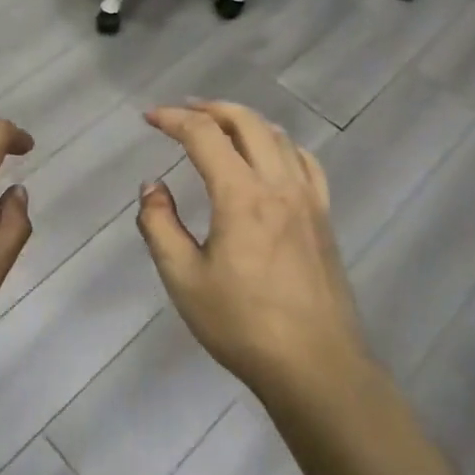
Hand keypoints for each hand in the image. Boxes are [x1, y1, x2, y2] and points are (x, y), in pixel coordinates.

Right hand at [137, 101, 368, 401]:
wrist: (315, 366)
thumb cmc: (242, 324)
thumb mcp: (183, 279)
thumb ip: (160, 225)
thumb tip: (153, 187)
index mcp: (241, 196)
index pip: (205, 135)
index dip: (174, 119)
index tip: (150, 118)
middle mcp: (278, 184)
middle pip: (247, 122)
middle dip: (210, 108)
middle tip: (183, 112)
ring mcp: (308, 199)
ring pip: (278, 136)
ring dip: (245, 121)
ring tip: (220, 126)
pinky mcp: (324, 217)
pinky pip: (305, 162)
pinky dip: (280, 144)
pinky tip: (271, 155)